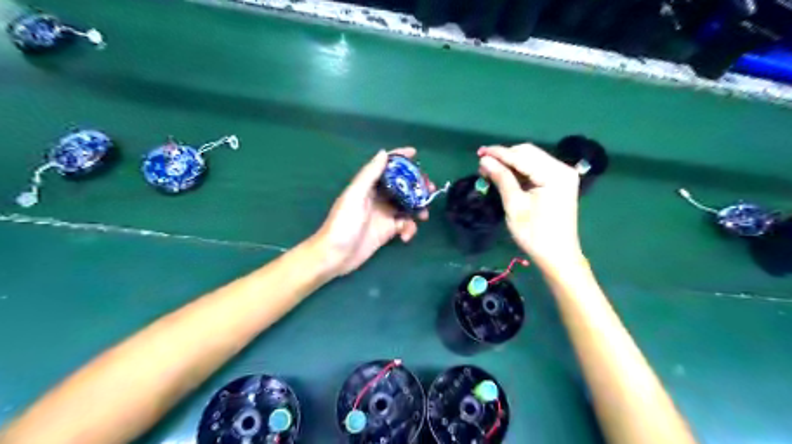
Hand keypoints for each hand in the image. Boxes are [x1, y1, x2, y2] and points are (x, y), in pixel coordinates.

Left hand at [312, 147, 431, 275]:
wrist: (336, 255)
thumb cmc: (343, 223)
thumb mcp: (355, 196)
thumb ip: (369, 175)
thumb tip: (383, 153)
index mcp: (368, 186)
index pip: (386, 166)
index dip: (399, 158)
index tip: (415, 153)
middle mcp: (378, 197)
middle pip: (402, 185)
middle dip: (417, 185)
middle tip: (430, 189)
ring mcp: (384, 214)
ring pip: (407, 205)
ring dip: (418, 208)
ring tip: (423, 215)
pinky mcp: (388, 230)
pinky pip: (405, 224)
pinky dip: (409, 228)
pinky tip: (405, 236)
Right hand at [476, 144, 579, 268]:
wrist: (558, 256)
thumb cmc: (535, 234)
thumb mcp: (515, 206)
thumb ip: (501, 179)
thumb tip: (484, 160)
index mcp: (554, 174)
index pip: (522, 156)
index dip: (499, 153)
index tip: (478, 152)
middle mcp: (562, 169)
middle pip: (528, 153)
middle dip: (505, 156)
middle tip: (483, 165)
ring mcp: (563, 175)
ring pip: (532, 159)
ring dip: (511, 162)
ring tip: (491, 170)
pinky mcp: (560, 182)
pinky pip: (537, 168)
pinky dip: (520, 170)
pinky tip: (506, 175)